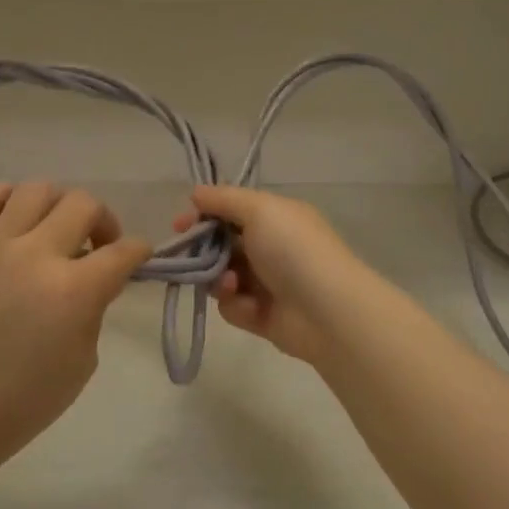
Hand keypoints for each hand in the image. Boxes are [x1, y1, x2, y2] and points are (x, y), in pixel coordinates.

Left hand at [0, 182, 151, 469]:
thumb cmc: (28, 398)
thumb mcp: (84, 358)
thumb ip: (95, 305)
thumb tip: (97, 273)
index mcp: (73, 290)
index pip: (123, 250)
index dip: (139, 251)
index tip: (138, 256)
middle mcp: (36, 255)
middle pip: (83, 204)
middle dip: (103, 221)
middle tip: (98, 246)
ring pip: (37, 189)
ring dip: (58, 205)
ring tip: (56, 230)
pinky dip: (7, 198)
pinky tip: (17, 219)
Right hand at [173, 186, 369, 366]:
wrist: (328, 311)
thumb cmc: (293, 250)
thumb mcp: (260, 210)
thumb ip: (224, 199)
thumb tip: (196, 192)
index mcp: (275, 217)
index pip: (231, 210)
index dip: (204, 214)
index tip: (180, 224)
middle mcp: (271, 246)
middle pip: (222, 244)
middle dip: (204, 250)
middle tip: (189, 256)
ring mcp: (267, 282)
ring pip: (222, 276)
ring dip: (219, 278)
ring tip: (230, 283)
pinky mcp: (262, 316)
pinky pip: (233, 306)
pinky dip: (236, 305)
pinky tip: (250, 306)